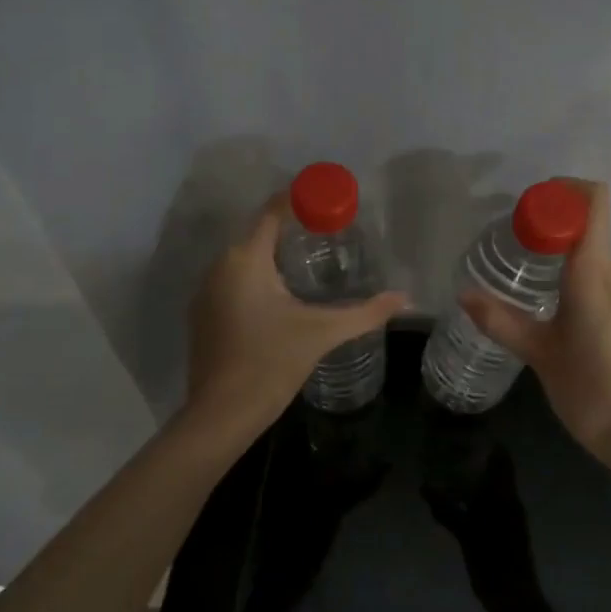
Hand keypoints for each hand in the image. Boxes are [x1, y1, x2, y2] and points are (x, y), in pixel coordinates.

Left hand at [186, 195, 407, 432]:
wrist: (221, 415)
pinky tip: (284, 292)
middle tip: (330, 228)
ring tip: (313, 256)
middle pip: (258, 232)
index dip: (300, 198)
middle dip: (292, 226)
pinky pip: (235, 279)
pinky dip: (259, 275)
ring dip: (275, 252)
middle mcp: (220, 267)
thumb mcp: (322, 333)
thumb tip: (405, 298)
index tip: (329, 196)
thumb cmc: (271, 363)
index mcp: (245, 260)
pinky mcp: (205, 314)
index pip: (272, 211)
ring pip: (245, 257)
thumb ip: (365, 313)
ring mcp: (207, 292)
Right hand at [424, 446, 539, 611]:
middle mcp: (510, 501)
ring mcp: (510, 516)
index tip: (469, 429)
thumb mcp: (467, 537)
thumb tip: (424, 486)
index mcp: (505, 497)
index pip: (502, 459)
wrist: (515, 598)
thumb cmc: (494, 564)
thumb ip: (447, 511)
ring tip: (450, 465)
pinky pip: (492, 502)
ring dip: (478, 475)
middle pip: (498, 470)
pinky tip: (459, 497)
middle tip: (452, 445)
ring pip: (494, 486)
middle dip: (479, 457)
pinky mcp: (506, 529)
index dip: (489, 443)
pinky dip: (478, 494)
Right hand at [459, 181, 610, 480]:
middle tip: (509, 242)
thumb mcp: (539, 354)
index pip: (594, 201)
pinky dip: (571, 274)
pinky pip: (598, 276)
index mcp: (594, 273)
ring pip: (591, 252)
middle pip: (588, 223)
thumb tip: (463, 294)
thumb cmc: (591, 389)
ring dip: (559, 250)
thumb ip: (501, 321)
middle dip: (550, 222)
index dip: (563, 190)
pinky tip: (547, 303)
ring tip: (520, 272)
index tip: (526, 206)